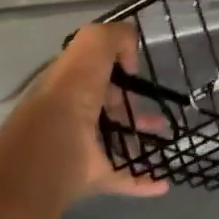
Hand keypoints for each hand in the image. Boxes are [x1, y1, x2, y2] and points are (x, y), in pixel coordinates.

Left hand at [3, 22, 169, 206]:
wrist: (51, 148)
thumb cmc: (71, 92)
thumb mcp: (92, 44)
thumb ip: (115, 37)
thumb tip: (130, 58)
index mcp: (70, 83)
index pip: (94, 72)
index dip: (116, 67)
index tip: (138, 71)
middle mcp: (73, 114)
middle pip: (107, 107)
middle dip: (132, 105)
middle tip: (158, 106)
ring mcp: (82, 147)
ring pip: (116, 140)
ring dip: (141, 139)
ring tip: (167, 137)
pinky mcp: (93, 175)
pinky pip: (123, 177)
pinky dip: (143, 180)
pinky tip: (164, 181)